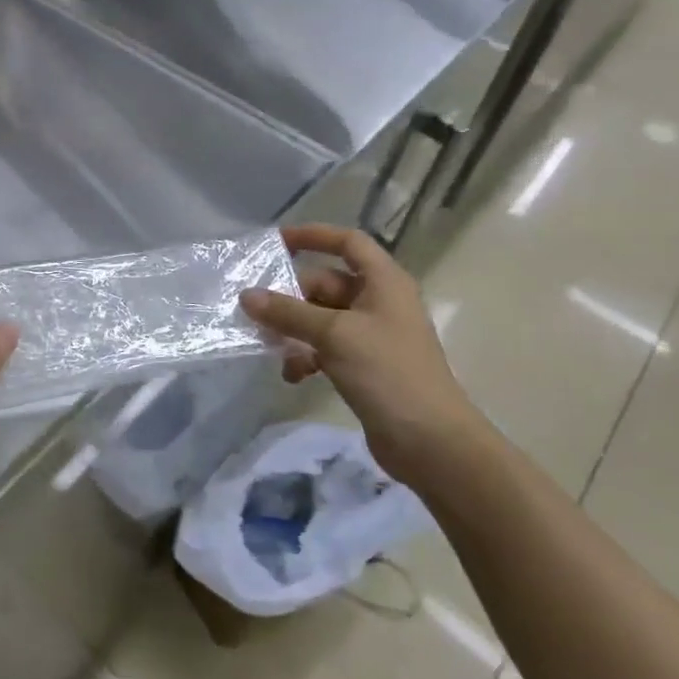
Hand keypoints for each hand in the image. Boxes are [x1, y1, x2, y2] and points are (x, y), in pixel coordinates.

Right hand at [239, 224, 482, 485]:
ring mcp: (373, 336)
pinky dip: (308, 356)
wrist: (431, 443)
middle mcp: (380, 303)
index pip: (348, 242)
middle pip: (326, 284)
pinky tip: (293, 375)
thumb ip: (288, 313)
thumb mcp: (334, 335)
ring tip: (270, 347)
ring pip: (322, 319)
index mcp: (384, 282)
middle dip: (291, 297)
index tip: (276, 242)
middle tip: (257, 311)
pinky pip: (327, 348)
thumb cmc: (388, 373)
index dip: (314, 236)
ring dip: (295, 330)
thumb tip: (246, 295)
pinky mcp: (366, 367)